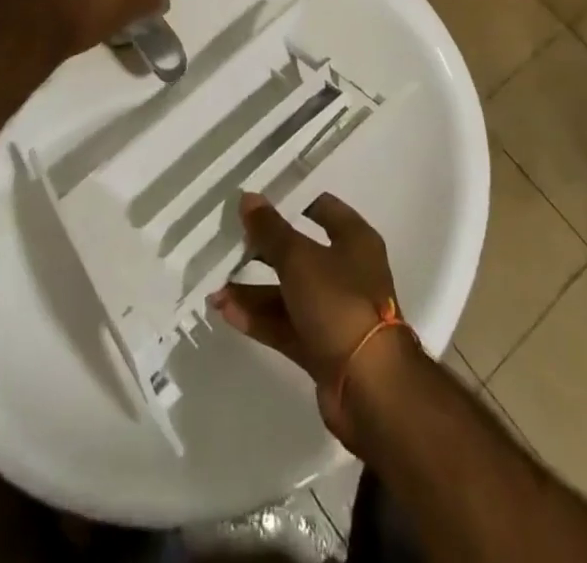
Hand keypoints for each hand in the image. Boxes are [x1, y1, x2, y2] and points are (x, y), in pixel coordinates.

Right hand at [213, 192, 409, 442]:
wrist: (371, 389)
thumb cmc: (340, 304)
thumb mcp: (299, 259)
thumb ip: (271, 230)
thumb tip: (248, 197)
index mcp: (354, 240)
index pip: (323, 208)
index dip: (292, 202)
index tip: (258, 202)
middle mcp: (347, 272)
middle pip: (300, 253)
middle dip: (264, 251)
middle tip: (229, 244)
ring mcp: (335, 312)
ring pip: (289, 293)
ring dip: (254, 291)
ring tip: (215, 288)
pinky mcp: (323, 348)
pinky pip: (286, 325)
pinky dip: (260, 319)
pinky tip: (227, 313)